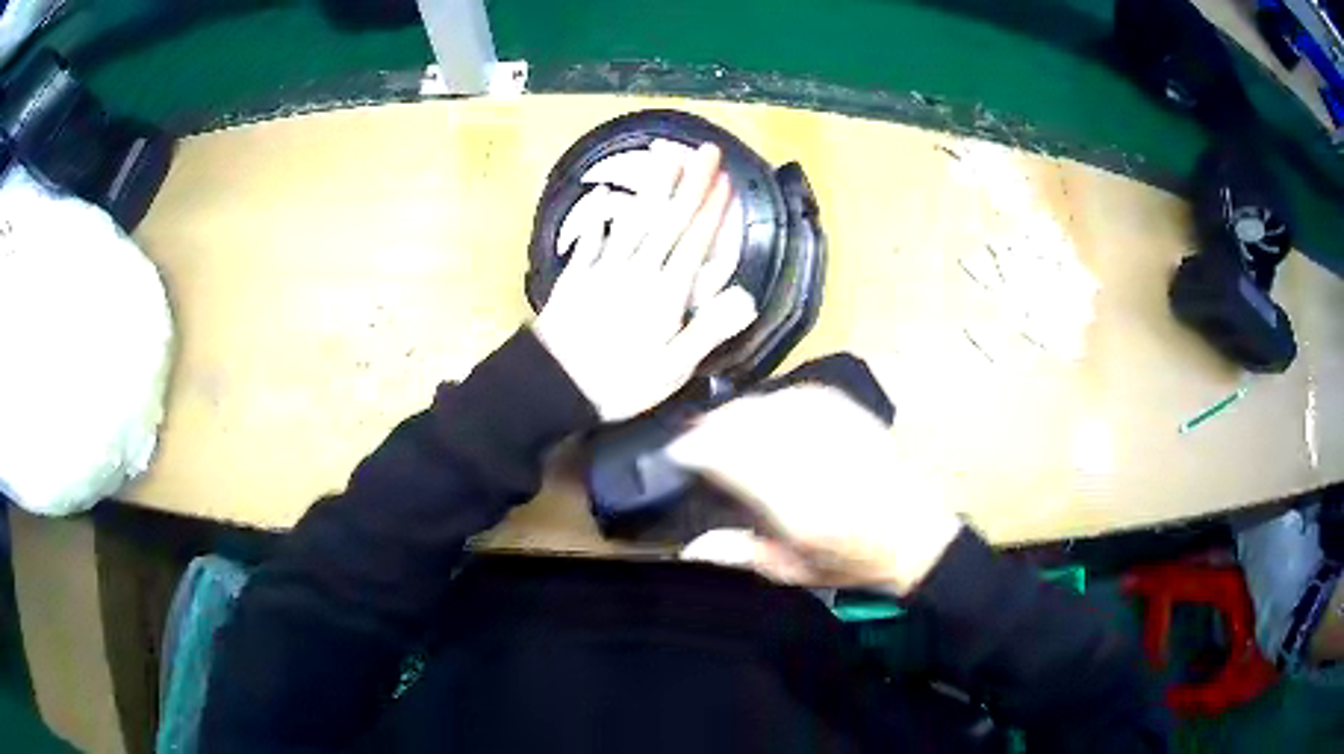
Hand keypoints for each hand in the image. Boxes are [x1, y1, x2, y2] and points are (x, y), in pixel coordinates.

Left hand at [533, 143, 757, 420]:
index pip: (693, 242)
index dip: (711, 209)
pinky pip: (592, 240)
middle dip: (691, 184)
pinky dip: (601, 219)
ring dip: (653, 188)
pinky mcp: (576, 277)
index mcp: (664, 293)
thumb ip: (707, 331)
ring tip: (667, 158)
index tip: (725, 179)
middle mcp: (637, 271)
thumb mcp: (671, 370)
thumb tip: (746, 297)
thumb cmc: (617, 384)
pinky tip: (606, 200)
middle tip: (707, 151)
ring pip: (634, 221)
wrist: (551, 385)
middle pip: (668, 221)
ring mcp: (604, 270)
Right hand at [668, 386, 962, 594]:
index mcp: (796, 506)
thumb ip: (743, 554)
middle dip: (714, 425)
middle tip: (694, 435)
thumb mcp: (796, 572)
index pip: (734, 459)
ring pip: (774, 405)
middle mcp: (814, 461)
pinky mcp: (855, 418)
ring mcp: (838, 434)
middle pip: (749, 425)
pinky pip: (806, 395)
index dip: (699, 448)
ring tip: (724, 421)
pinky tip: (767, 408)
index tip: (679, 451)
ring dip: (742, 410)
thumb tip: (692, 545)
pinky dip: (778, 399)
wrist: (919, 536)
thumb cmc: (855, 563)